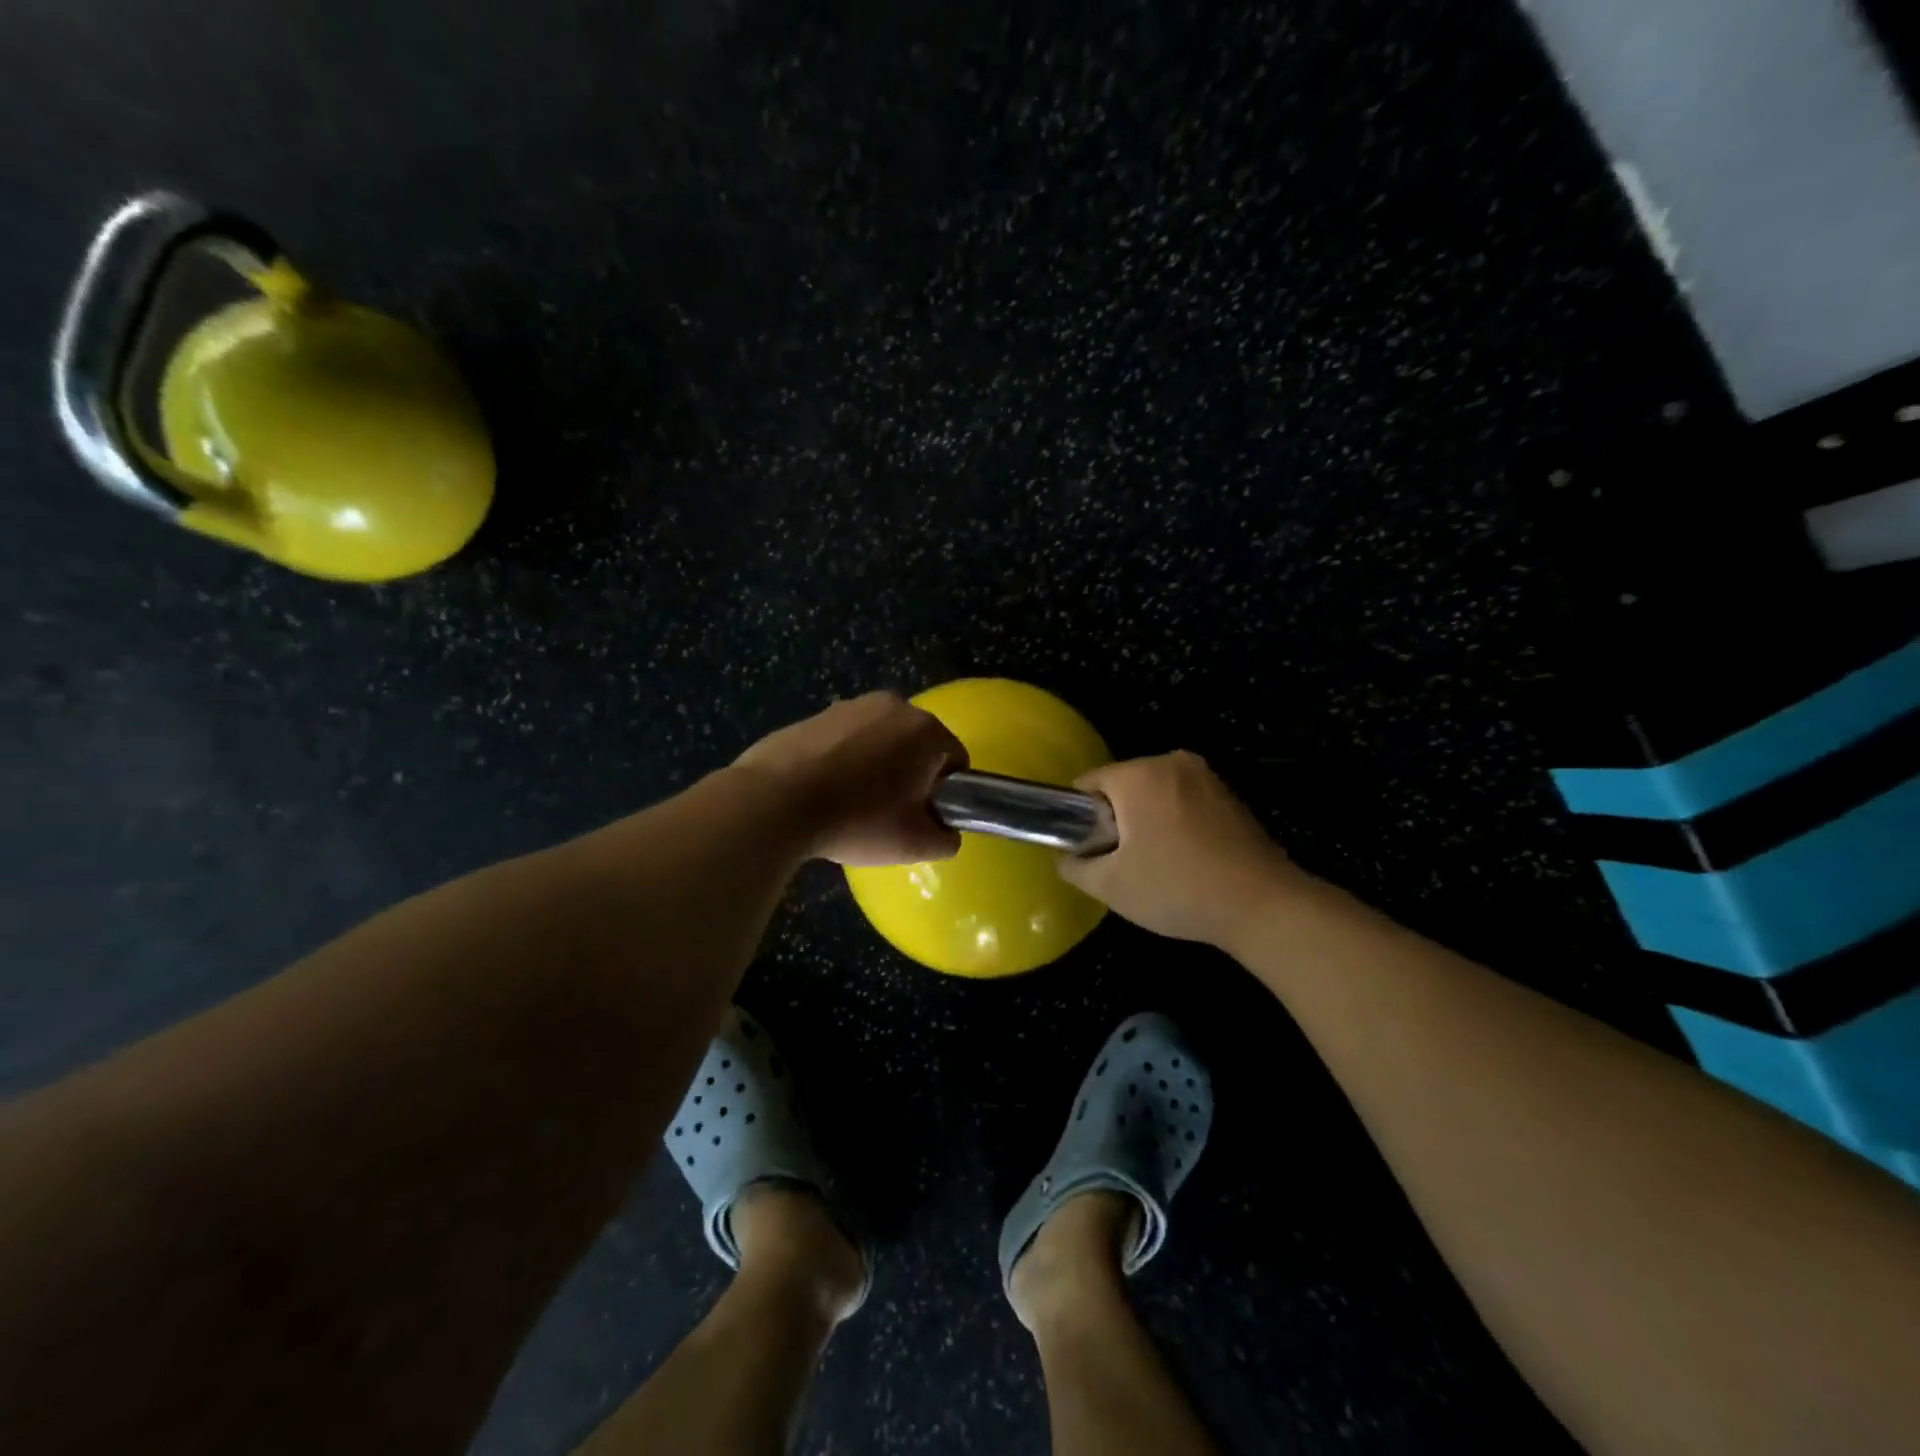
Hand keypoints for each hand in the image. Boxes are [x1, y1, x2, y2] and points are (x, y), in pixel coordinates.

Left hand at [734, 692, 968, 865]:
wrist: (776, 801)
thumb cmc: (858, 820)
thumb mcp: (915, 844)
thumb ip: (946, 838)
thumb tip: (945, 831)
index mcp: (926, 729)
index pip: (956, 761)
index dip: (946, 794)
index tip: (922, 818)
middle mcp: (894, 705)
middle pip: (917, 746)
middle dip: (911, 776)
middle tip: (888, 814)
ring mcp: (851, 706)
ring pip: (881, 741)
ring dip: (877, 767)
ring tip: (851, 804)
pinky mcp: (816, 714)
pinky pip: (846, 740)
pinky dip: (844, 761)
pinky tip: (824, 791)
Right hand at [1057, 751, 1310, 946]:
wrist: (1262, 905)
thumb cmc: (1176, 888)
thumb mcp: (1111, 886)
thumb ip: (1075, 867)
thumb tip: (1066, 858)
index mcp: (1139, 775)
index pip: (1088, 783)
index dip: (1078, 816)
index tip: (1088, 849)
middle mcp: (1172, 762)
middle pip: (1123, 786)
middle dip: (1115, 818)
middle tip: (1120, 862)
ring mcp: (1206, 776)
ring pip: (1155, 794)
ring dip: (1146, 821)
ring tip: (1155, 864)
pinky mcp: (1229, 795)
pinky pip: (1184, 801)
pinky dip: (1175, 822)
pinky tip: (1185, 859)